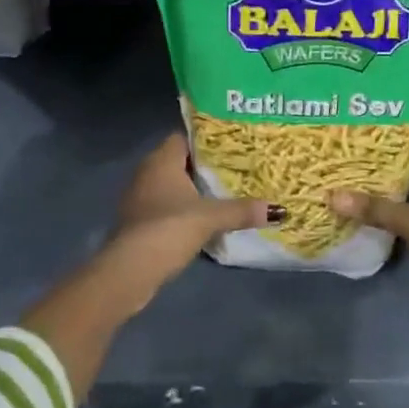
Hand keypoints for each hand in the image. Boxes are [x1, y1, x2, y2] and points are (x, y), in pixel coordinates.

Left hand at [107, 132, 274, 287]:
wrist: (130, 271)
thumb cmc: (169, 229)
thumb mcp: (211, 217)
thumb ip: (242, 210)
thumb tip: (278, 210)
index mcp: (161, 160)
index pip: (184, 137)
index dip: (206, 139)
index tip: (231, 144)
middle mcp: (147, 172)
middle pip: (180, 161)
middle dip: (204, 166)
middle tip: (235, 168)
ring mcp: (139, 198)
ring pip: (172, 185)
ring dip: (193, 189)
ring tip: (224, 192)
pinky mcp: (138, 222)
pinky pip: (165, 205)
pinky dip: (182, 209)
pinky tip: (203, 218)